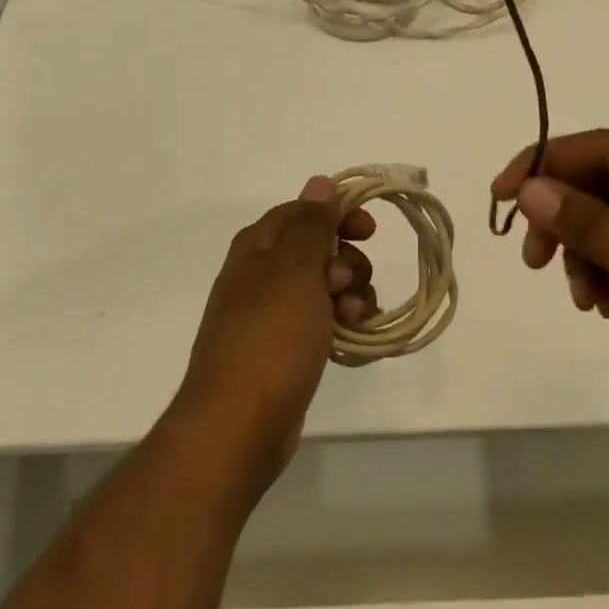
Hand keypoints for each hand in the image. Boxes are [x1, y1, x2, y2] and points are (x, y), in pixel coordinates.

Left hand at [174, 177, 377, 484]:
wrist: (238, 426)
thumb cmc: (269, 338)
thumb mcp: (295, 270)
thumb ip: (311, 224)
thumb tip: (319, 181)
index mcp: (257, 247)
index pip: (303, 211)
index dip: (338, 214)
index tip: (370, 230)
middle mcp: (261, 274)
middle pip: (318, 248)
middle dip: (346, 260)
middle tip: (347, 283)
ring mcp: (271, 314)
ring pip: (325, 286)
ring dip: (349, 293)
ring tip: (351, 318)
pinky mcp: (284, 349)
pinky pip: (322, 320)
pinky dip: (341, 322)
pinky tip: (352, 337)